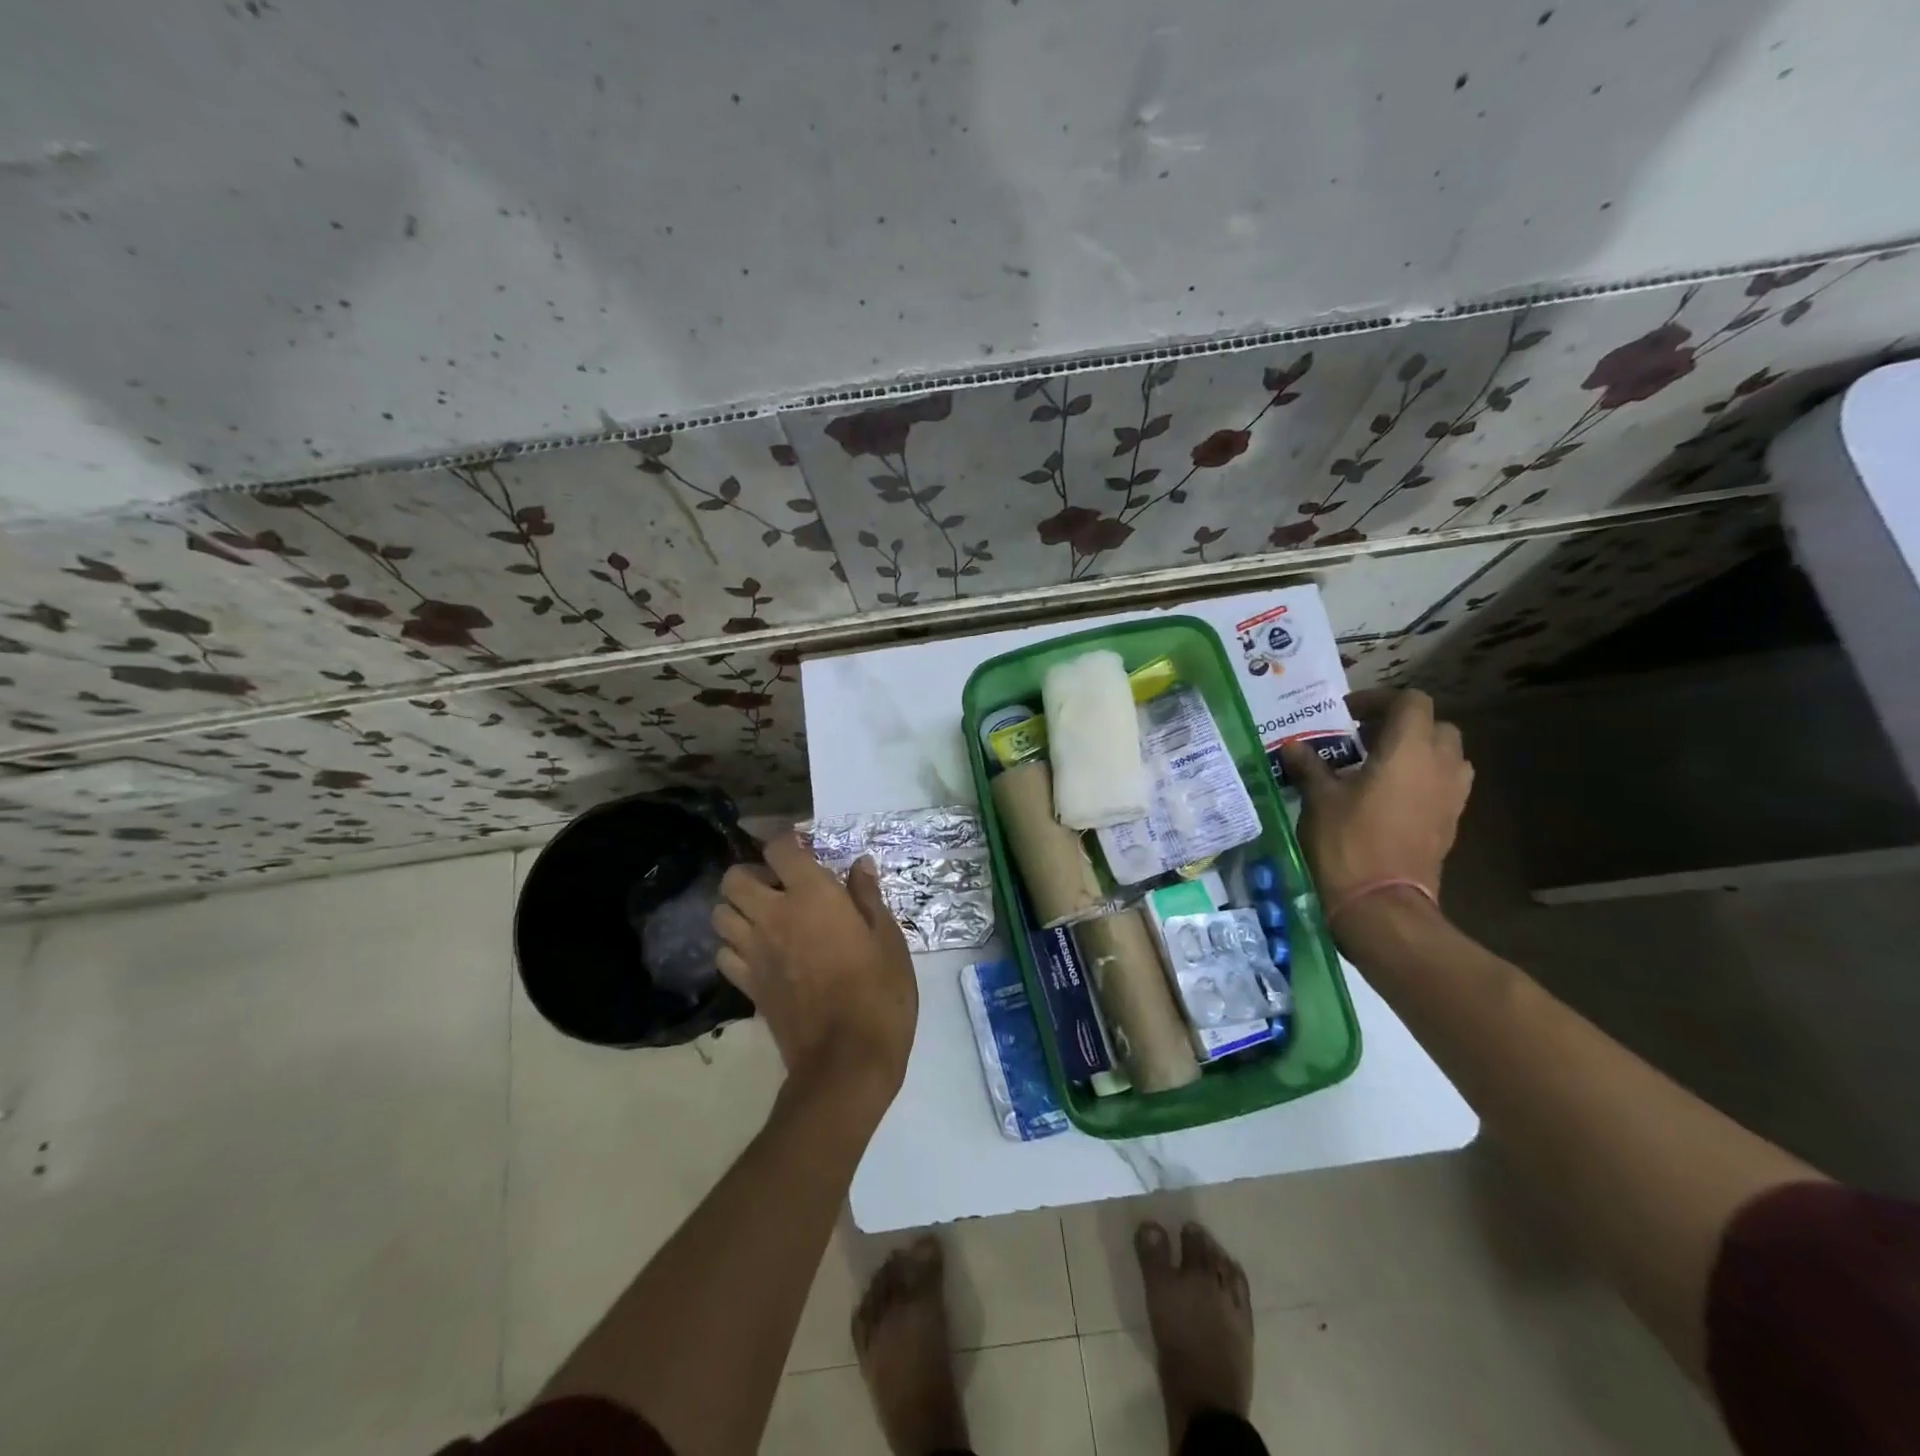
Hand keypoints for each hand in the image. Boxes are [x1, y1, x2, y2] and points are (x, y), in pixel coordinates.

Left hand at [712, 832, 917, 1107]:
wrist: (847, 1059)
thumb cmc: (879, 992)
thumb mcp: (888, 939)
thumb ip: (868, 897)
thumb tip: (859, 865)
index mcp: (812, 896)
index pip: (780, 848)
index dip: (788, 841)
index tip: (805, 849)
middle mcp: (773, 916)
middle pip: (734, 878)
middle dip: (752, 874)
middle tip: (780, 886)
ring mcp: (754, 952)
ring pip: (720, 915)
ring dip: (738, 908)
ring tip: (766, 917)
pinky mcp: (747, 985)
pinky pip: (723, 954)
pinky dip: (734, 947)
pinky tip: (759, 953)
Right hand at [1280, 689, 1472, 922]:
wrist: (1381, 904)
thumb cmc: (1347, 842)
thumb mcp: (1319, 799)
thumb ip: (1310, 766)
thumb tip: (1294, 746)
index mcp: (1409, 750)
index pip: (1411, 701)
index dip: (1379, 699)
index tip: (1347, 715)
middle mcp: (1439, 765)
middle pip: (1435, 726)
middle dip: (1402, 725)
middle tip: (1363, 739)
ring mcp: (1451, 796)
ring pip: (1446, 756)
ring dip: (1418, 752)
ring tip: (1379, 766)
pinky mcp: (1451, 823)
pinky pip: (1444, 785)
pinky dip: (1423, 779)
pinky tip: (1389, 797)